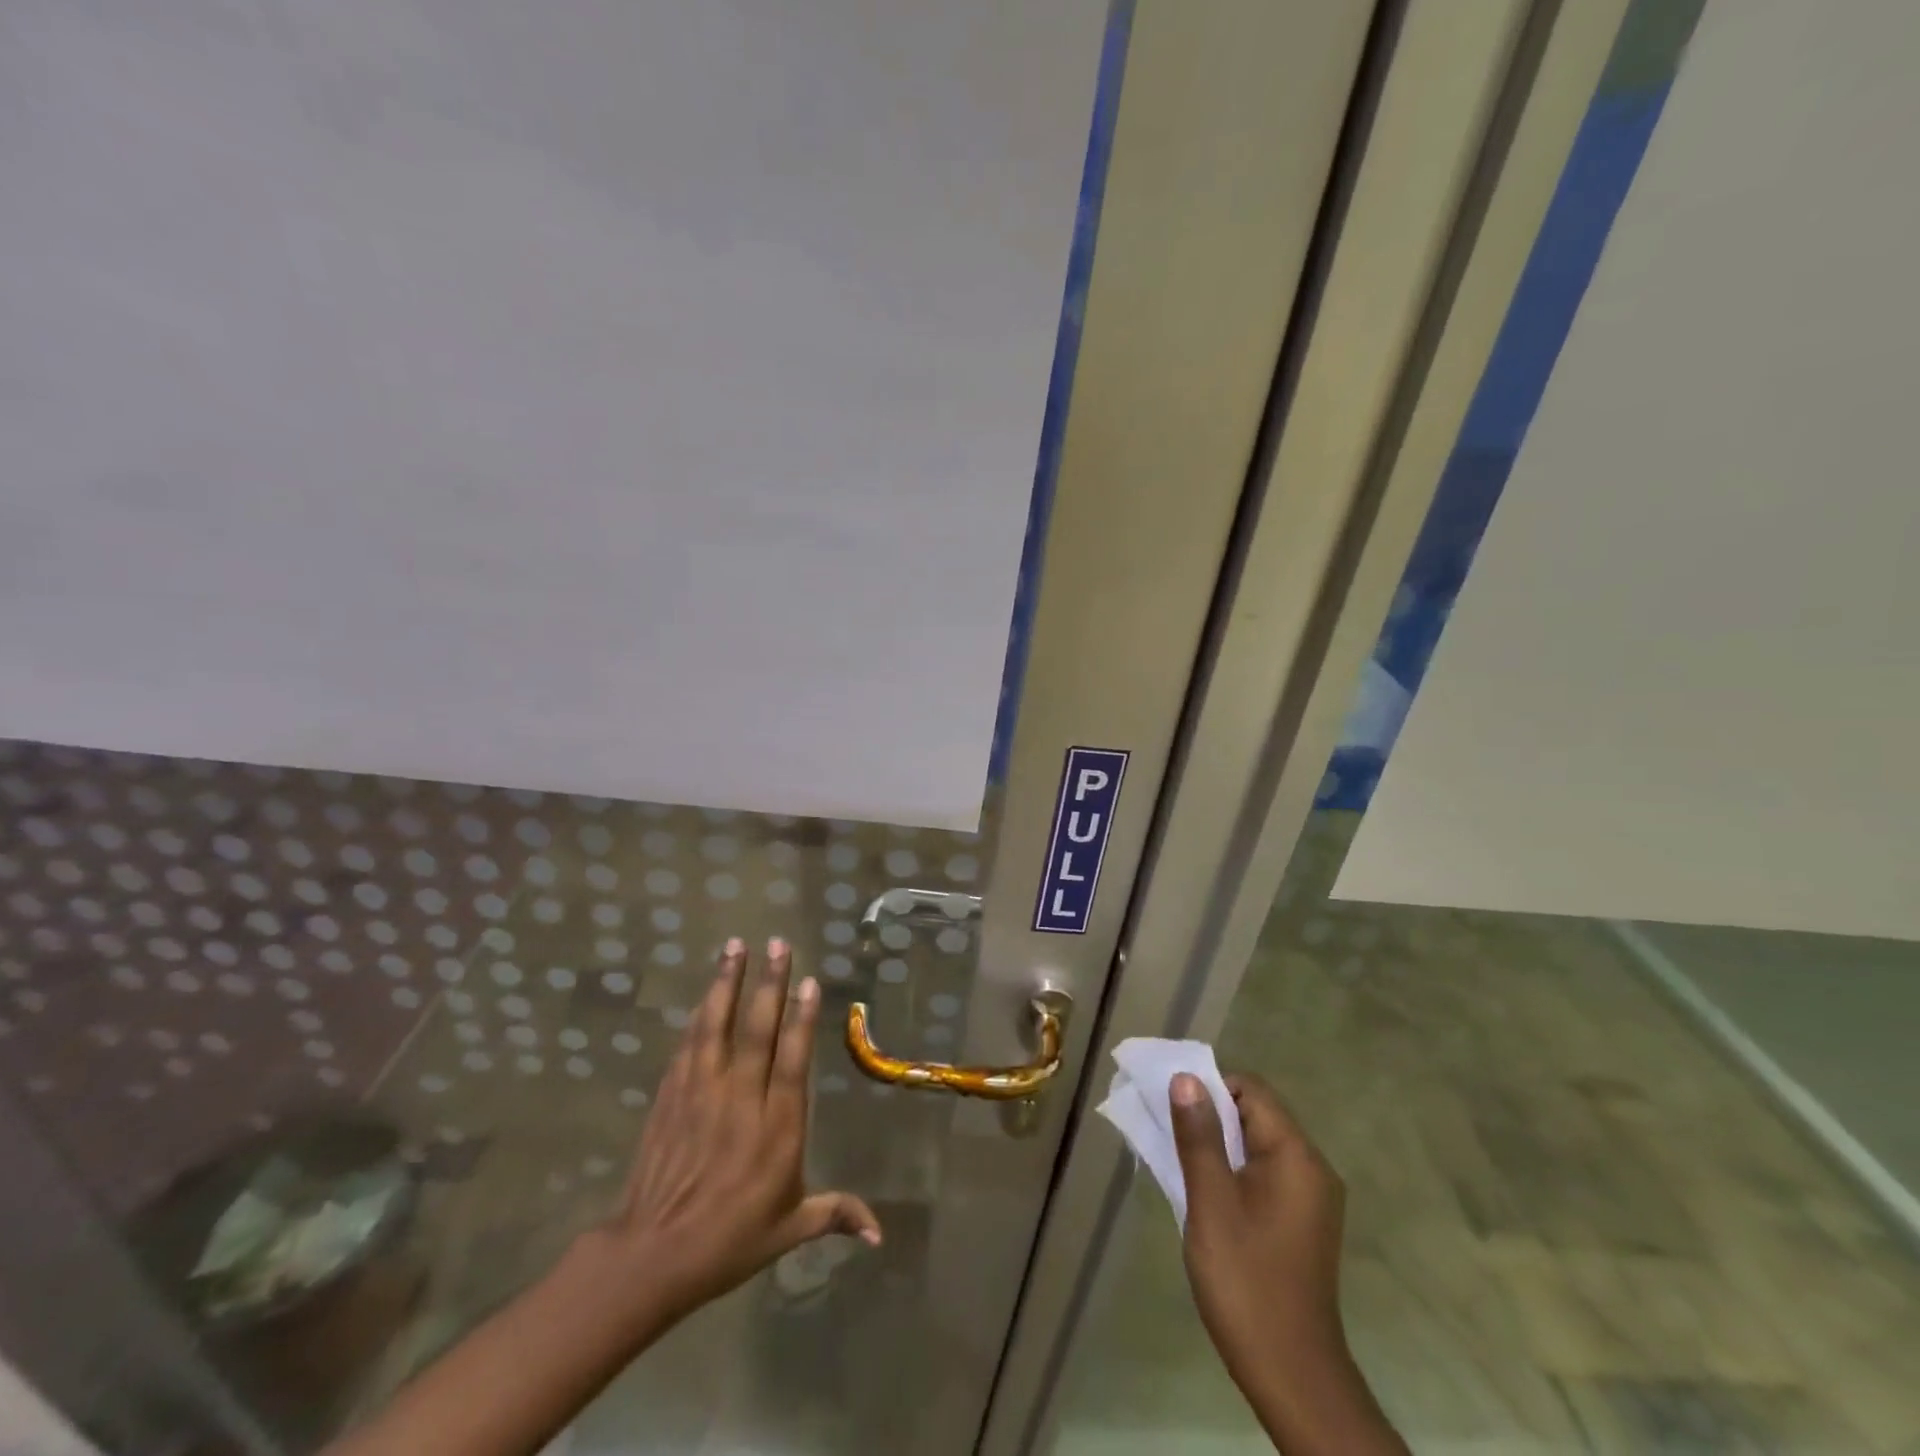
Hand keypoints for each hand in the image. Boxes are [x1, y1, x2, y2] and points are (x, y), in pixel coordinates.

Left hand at [600, 937, 881, 1323]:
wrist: (652, 1256)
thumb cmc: (729, 1242)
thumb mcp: (789, 1231)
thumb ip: (836, 1214)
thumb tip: (880, 1233)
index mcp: (776, 1127)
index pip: (793, 1060)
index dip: (801, 1019)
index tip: (808, 981)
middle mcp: (741, 1099)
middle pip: (757, 1030)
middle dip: (769, 983)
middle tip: (778, 942)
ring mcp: (702, 1093)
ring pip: (717, 1026)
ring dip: (727, 983)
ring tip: (736, 945)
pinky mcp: (672, 1096)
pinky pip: (689, 1045)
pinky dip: (699, 1014)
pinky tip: (706, 992)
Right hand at [1170, 1070, 1405, 1455]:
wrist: (1292, 1377)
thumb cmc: (1246, 1282)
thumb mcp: (1211, 1202)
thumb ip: (1198, 1136)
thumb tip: (1185, 1078)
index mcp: (1296, 1156)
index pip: (1251, 1090)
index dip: (1210, 1090)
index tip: (1175, 1112)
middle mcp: (1312, 1167)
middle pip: (1256, 1114)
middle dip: (1211, 1117)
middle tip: (1172, 1140)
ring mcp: (1311, 1198)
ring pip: (1257, 1144)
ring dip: (1219, 1146)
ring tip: (1184, 1169)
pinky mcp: (1303, 1222)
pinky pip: (1265, 1173)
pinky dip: (1234, 1171)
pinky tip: (1208, 1198)